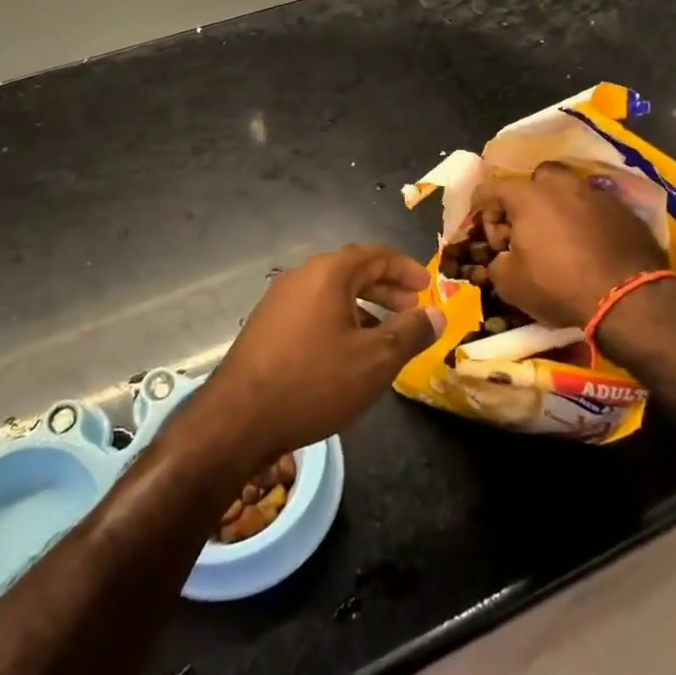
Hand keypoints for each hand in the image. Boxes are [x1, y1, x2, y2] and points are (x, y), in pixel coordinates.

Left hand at [191, 245, 443, 467]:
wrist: (239, 418)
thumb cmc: (314, 382)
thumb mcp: (374, 361)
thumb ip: (410, 333)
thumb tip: (436, 314)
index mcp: (328, 273)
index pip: (375, 255)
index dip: (405, 269)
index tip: (427, 286)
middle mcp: (302, 275)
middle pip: (353, 271)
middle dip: (386, 288)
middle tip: (413, 310)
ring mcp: (280, 299)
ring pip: (332, 292)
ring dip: (364, 306)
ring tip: (387, 334)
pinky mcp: (267, 324)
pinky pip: (314, 309)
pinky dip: (340, 319)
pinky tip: (349, 352)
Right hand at [474, 163, 673, 328]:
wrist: (628, 298)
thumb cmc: (559, 285)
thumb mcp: (510, 284)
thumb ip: (497, 263)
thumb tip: (502, 258)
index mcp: (528, 196)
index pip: (491, 189)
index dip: (481, 210)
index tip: (486, 234)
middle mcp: (562, 185)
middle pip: (537, 178)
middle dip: (527, 198)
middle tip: (526, 227)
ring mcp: (597, 195)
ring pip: (571, 190)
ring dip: (560, 208)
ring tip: (561, 236)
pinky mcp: (625, 211)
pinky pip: (597, 208)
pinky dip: (588, 221)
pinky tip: (590, 246)